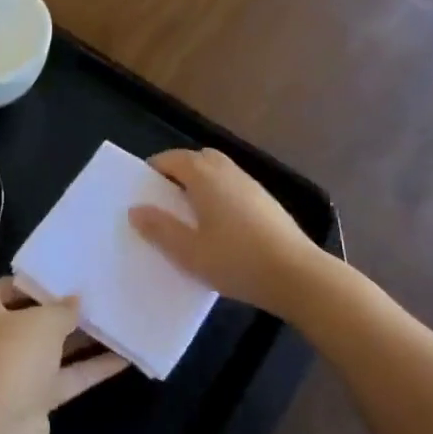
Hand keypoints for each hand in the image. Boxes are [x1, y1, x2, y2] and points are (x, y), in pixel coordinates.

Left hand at [0, 278, 128, 433]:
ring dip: (82, 339)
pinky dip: (92, 369)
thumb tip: (75, 300)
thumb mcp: (42, 322)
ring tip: (115, 321)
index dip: (23, 284)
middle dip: (60, 311)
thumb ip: (62, 309)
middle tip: (94, 298)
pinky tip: (124, 357)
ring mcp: (16, 374)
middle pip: (30, 321)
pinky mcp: (36, 401)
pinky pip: (67, 378)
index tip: (54, 279)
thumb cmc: (11, 358)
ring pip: (53, 351)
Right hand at [129, 147, 324, 316]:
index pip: (174, 158)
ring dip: (201, 183)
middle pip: (199, 158)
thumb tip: (136, 209)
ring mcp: (252, 186)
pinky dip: (220, 195)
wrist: (297, 275)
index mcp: (205, 177)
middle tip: (165, 198)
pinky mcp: (268, 203)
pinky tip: (219, 227)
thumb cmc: (236, 261)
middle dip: (179, 171)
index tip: (142, 188)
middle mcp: (229, 172)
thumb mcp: (189, 252)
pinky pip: (234, 187)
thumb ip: (160, 229)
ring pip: (220, 172)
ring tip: (189, 214)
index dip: (155, 168)